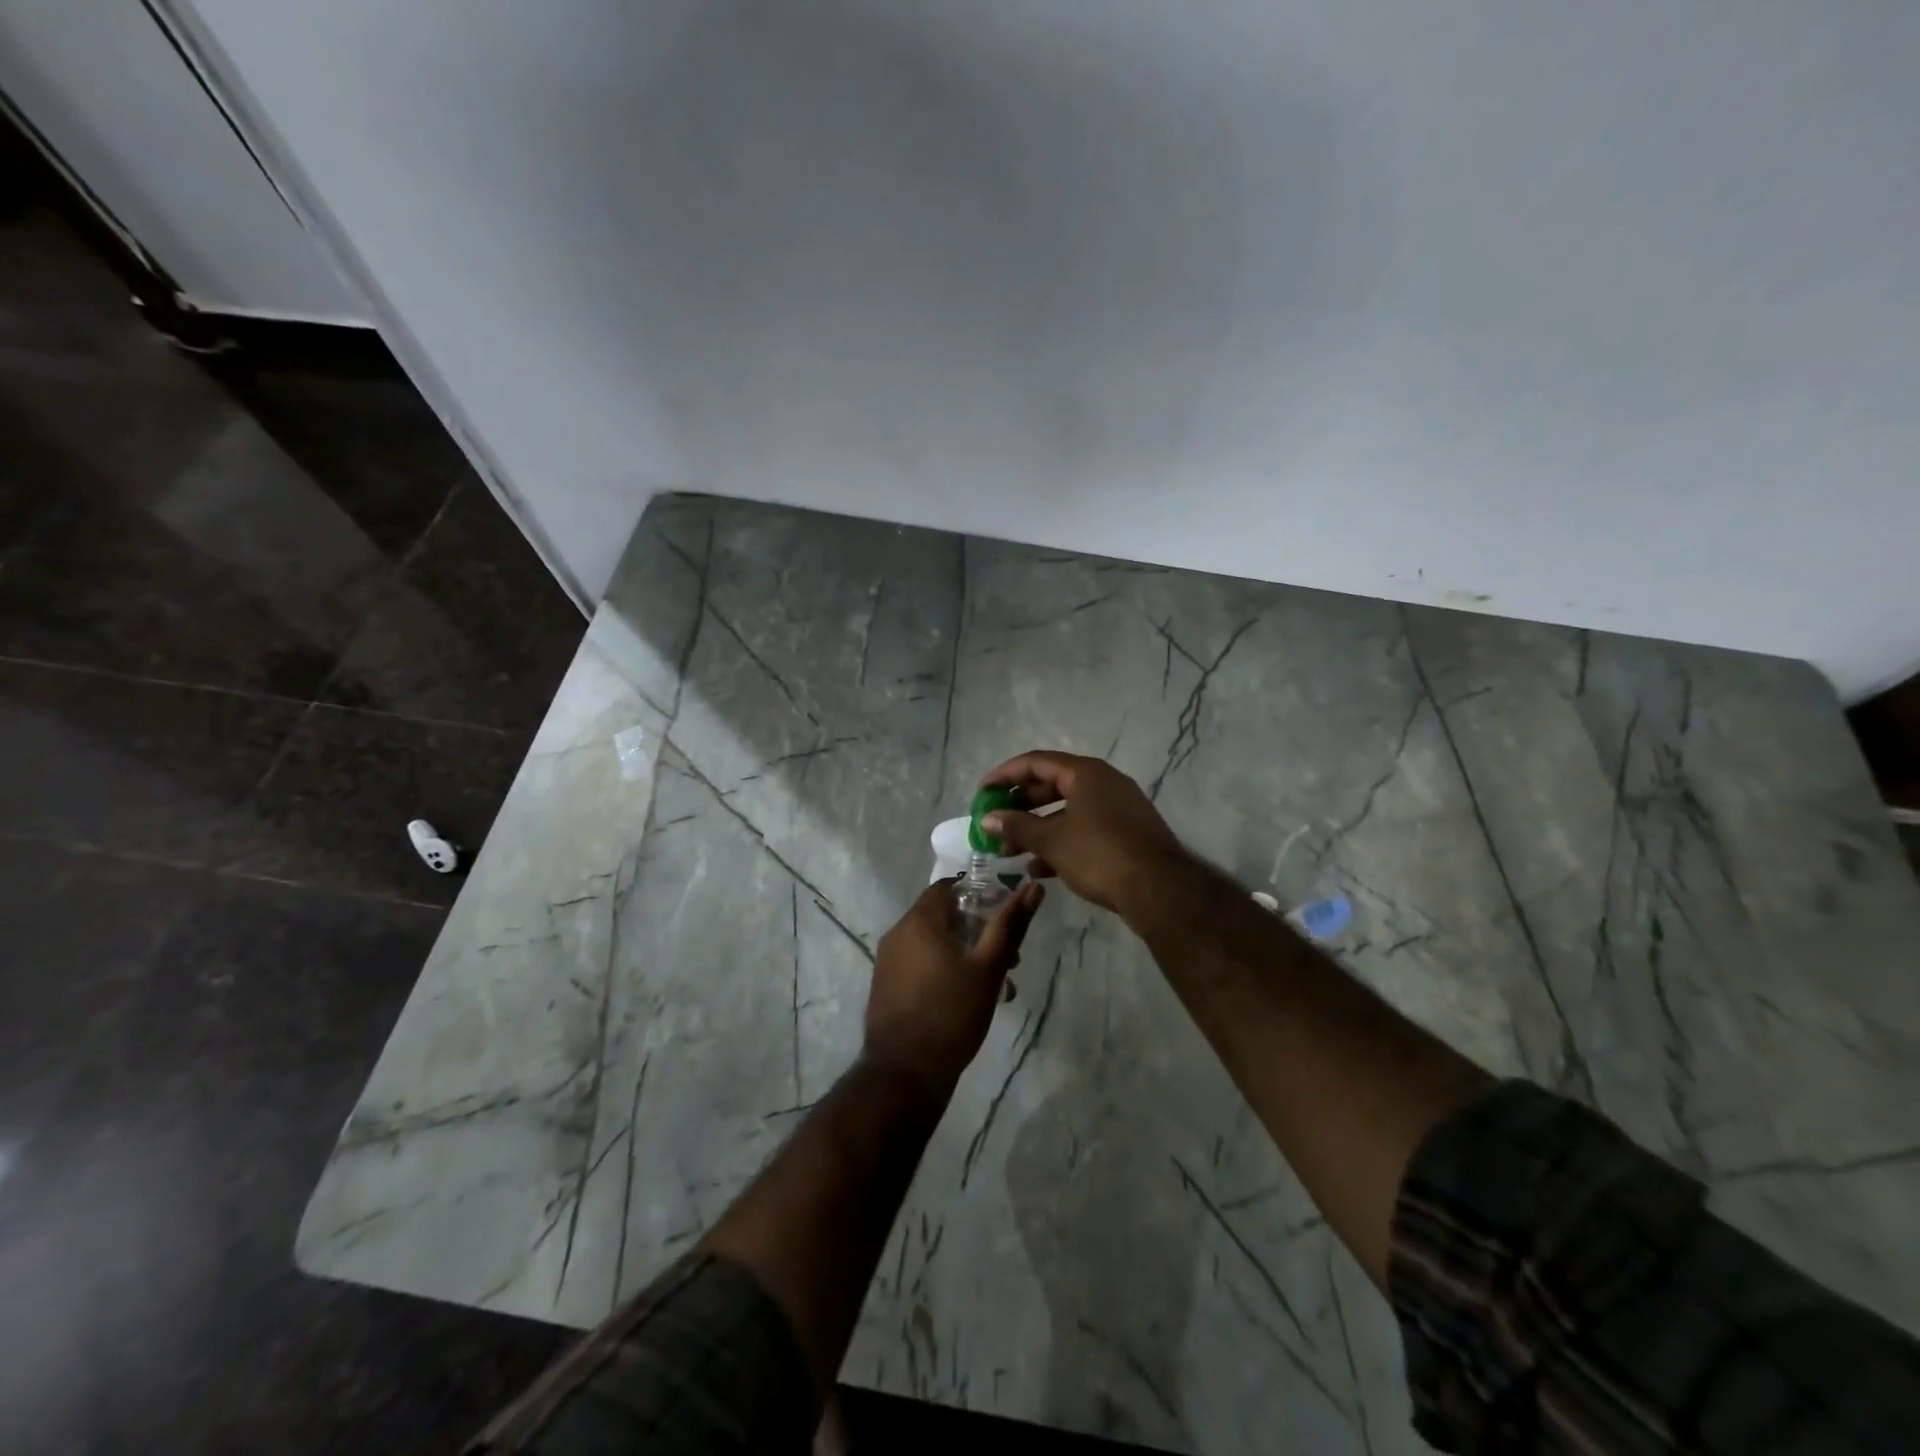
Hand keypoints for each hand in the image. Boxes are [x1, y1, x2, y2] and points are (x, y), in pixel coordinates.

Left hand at [864, 878, 1044, 1098]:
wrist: (904, 1073)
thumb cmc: (951, 1014)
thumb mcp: (988, 968)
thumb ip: (1009, 925)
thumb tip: (1032, 887)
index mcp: (919, 920)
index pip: (950, 886)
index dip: (982, 895)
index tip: (1007, 916)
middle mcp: (898, 932)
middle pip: (945, 916)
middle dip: (980, 932)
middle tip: (1010, 960)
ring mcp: (888, 960)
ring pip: (935, 943)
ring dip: (967, 955)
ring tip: (997, 987)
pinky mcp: (886, 985)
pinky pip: (921, 964)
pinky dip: (945, 970)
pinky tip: (969, 1000)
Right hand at [980, 750, 1186, 915]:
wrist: (1160, 890)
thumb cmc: (1100, 854)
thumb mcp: (1052, 840)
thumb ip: (1017, 826)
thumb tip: (987, 819)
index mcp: (1086, 773)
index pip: (1036, 762)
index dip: (1005, 775)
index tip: (982, 793)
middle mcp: (1104, 783)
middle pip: (1052, 785)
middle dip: (1020, 806)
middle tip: (996, 822)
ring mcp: (1118, 809)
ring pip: (1067, 812)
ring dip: (1037, 829)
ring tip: (1010, 852)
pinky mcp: (1125, 834)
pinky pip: (1084, 830)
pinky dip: (1060, 843)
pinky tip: (1038, 869)